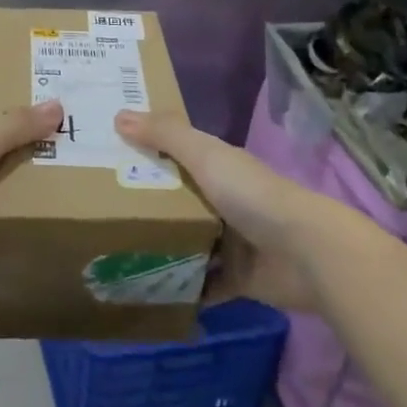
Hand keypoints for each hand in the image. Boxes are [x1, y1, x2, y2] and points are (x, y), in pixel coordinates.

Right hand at [114, 110, 321, 312]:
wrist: (307, 254)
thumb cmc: (251, 195)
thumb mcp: (204, 155)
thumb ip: (165, 135)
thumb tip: (118, 114)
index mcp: (217, 168)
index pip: (175, 155)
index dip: (145, 153)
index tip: (106, 158)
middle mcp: (223, 201)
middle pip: (177, 201)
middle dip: (145, 206)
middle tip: (99, 212)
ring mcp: (231, 242)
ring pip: (186, 243)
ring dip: (160, 248)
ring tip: (114, 255)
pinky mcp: (236, 279)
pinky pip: (202, 285)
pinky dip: (181, 289)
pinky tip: (146, 292)